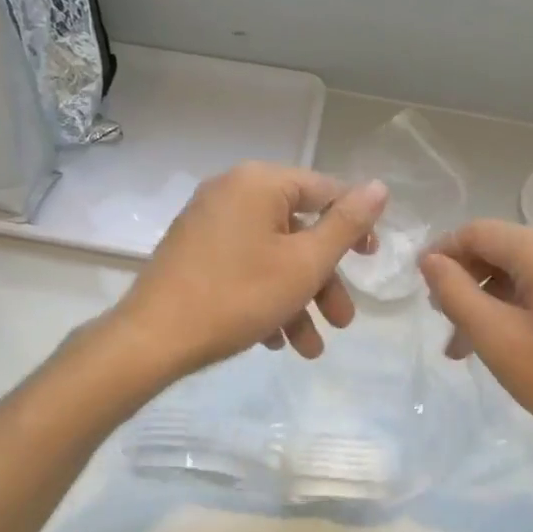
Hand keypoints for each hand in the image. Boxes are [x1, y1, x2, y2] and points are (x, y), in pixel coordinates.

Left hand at [113, 162, 388, 380]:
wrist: (153, 339)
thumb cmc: (238, 295)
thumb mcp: (305, 263)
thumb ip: (346, 224)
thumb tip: (379, 186)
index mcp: (260, 182)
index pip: (325, 190)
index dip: (355, 225)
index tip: (371, 261)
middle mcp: (232, 192)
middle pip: (298, 230)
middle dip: (324, 281)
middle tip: (343, 320)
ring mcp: (208, 223)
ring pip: (272, 256)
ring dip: (298, 300)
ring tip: (310, 349)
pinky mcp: (193, 252)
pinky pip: (244, 266)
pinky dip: (265, 298)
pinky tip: (275, 341)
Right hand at [420, 221, 532, 469]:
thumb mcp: (498, 339)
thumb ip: (456, 294)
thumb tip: (431, 260)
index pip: (478, 232)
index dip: (442, 254)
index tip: (419, 288)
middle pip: (502, 251)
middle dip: (468, 286)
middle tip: (446, 328)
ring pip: (524, 272)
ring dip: (492, 303)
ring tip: (467, 348)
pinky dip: (521, 307)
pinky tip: (507, 343)